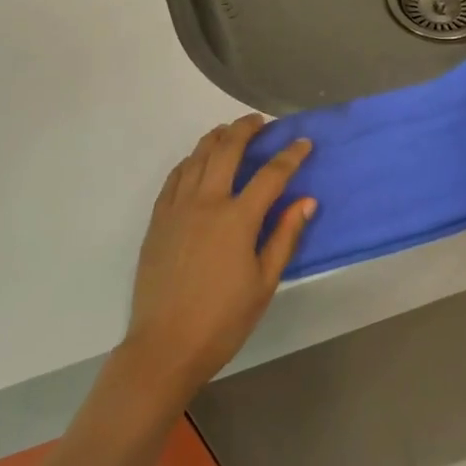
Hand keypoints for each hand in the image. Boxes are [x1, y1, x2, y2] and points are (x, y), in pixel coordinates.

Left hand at [122, 115, 314, 405]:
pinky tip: (197, 160)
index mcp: (237, 219)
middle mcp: (206, 202)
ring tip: (230, 130)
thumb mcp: (265, 282)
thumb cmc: (223, 319)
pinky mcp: (158, 218)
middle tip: (260, 122)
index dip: (290, 155)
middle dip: (246, 129)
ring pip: (197, 157)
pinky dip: (190, 161)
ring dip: (216, 137)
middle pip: (227, 150)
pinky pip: (175, 176)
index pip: (271, 175)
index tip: (303, 142)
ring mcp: (177, 207)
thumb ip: (285, 236)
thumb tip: (307, 201)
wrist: (165, 344)